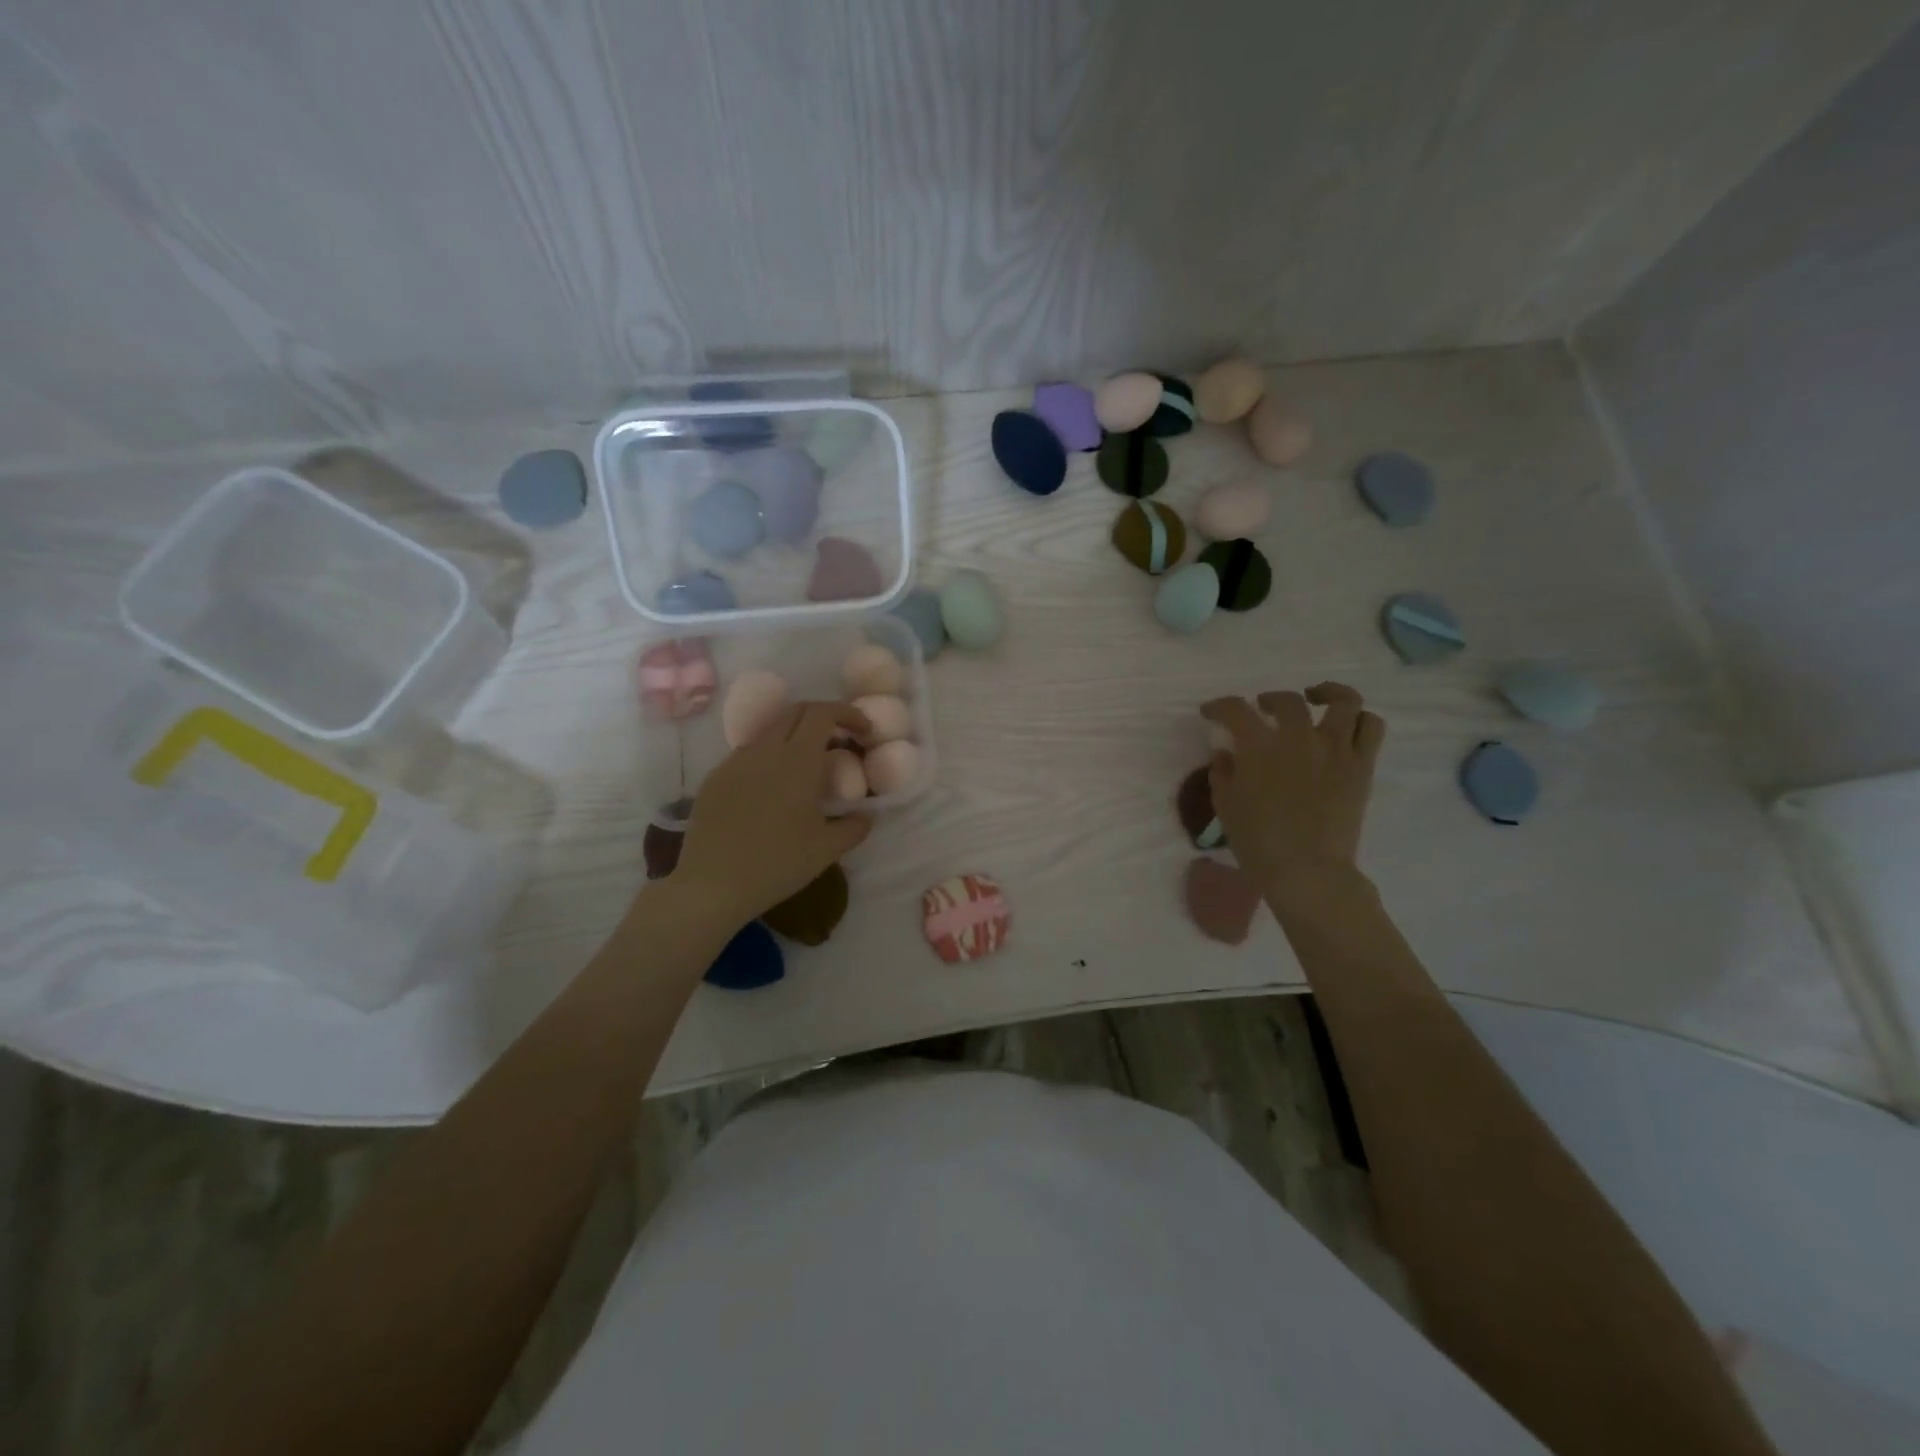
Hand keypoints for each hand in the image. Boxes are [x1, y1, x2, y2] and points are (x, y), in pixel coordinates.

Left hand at [672, 701, 874, 925]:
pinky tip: (774, 787)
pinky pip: (748, 754)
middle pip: (796, 712)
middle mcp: (764, 750)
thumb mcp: (826, 850)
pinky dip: (770, 756)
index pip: (823, 713)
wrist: (711, 886)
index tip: (864, 730)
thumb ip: (854, 827)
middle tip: (841, 740)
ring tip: (808, 765)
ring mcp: (735, 762)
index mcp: (797, 761)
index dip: (847, 713)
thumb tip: (866, 814)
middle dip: (823, 717)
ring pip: (770, 731)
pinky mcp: (715, 778)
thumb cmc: (776, 865)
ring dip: (795, 735)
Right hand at [1201, 682, 1384, 896]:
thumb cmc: (1257, 841)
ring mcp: (1335, 749)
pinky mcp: (1361, 766)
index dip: (1219, 706)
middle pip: (1287, 700)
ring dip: (1327, 693)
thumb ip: (1222, 773)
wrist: (1306, 870)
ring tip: (1315, 699)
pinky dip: (1359, 720)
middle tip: (1262, 709)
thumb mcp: (1225, 806)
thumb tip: (1225, 753)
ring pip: (1343, 701)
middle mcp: (1299, 737)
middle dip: (1269, 700)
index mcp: (1259, 746)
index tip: (1211, 712)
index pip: (1235, 710)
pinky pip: (1370, 728)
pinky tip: (1344, 728)